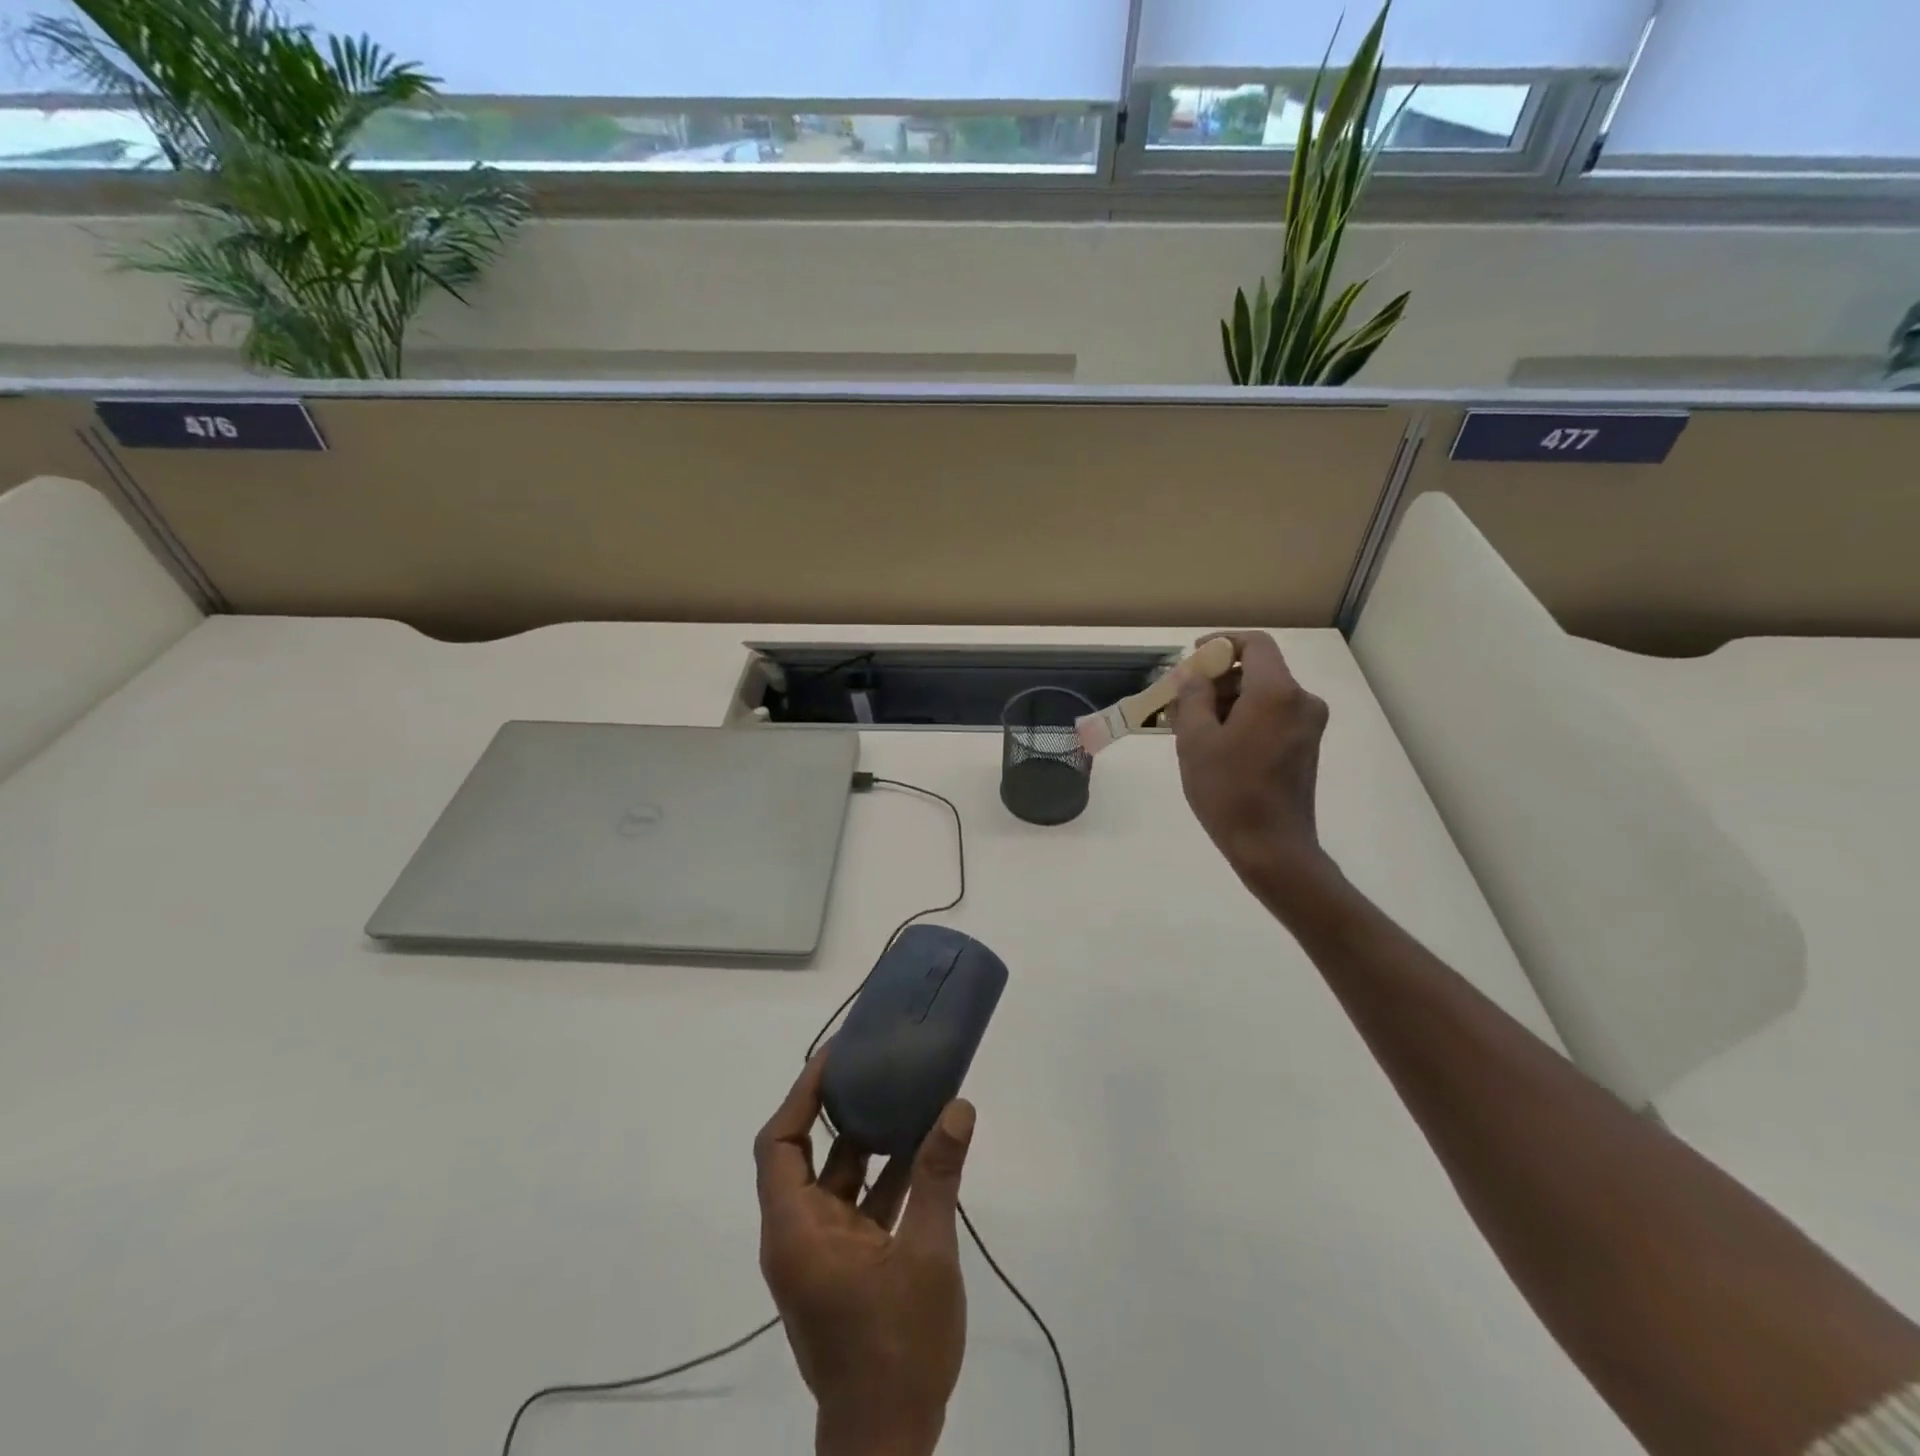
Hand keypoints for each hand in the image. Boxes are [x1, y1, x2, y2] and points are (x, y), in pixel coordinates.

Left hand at [756, 1050, 975, 1455]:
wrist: (889, 1444)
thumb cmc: (896, 1347)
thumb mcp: (925, 1254)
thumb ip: (938, 1177)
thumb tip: (958, 1107)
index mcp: (796, 1229)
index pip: (780, 1143)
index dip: (802, 1095)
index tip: (836, 1058)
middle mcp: (799, 1234)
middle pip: (805, 1153)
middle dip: (836, 1108)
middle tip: (871, 1065)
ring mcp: (822, 1252)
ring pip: (837, 1179)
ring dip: (868, 1141)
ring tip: (902, 1093)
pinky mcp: (846, 1267)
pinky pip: (859, 1206)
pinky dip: (885, 1177)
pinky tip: (924, 1150)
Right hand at [1169, 631, 1336, 913]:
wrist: (1271, 846)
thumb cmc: (1228, 790)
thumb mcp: (1196, 740)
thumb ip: (1193, 697)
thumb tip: (1194, 674)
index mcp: (1276, 692)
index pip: (1254, 644)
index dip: (1221, 642)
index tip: (1193, 657)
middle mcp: (1301, 700)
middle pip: (1258, 670)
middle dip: (1218, 678)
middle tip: (1182, 701)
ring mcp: (1308, 725)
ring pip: (1264, 695)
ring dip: (1229, 701)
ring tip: (1192, 727)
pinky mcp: (1306, 746)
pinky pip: (1272, 716)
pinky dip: (1245, 718)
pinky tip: (1217, 744)